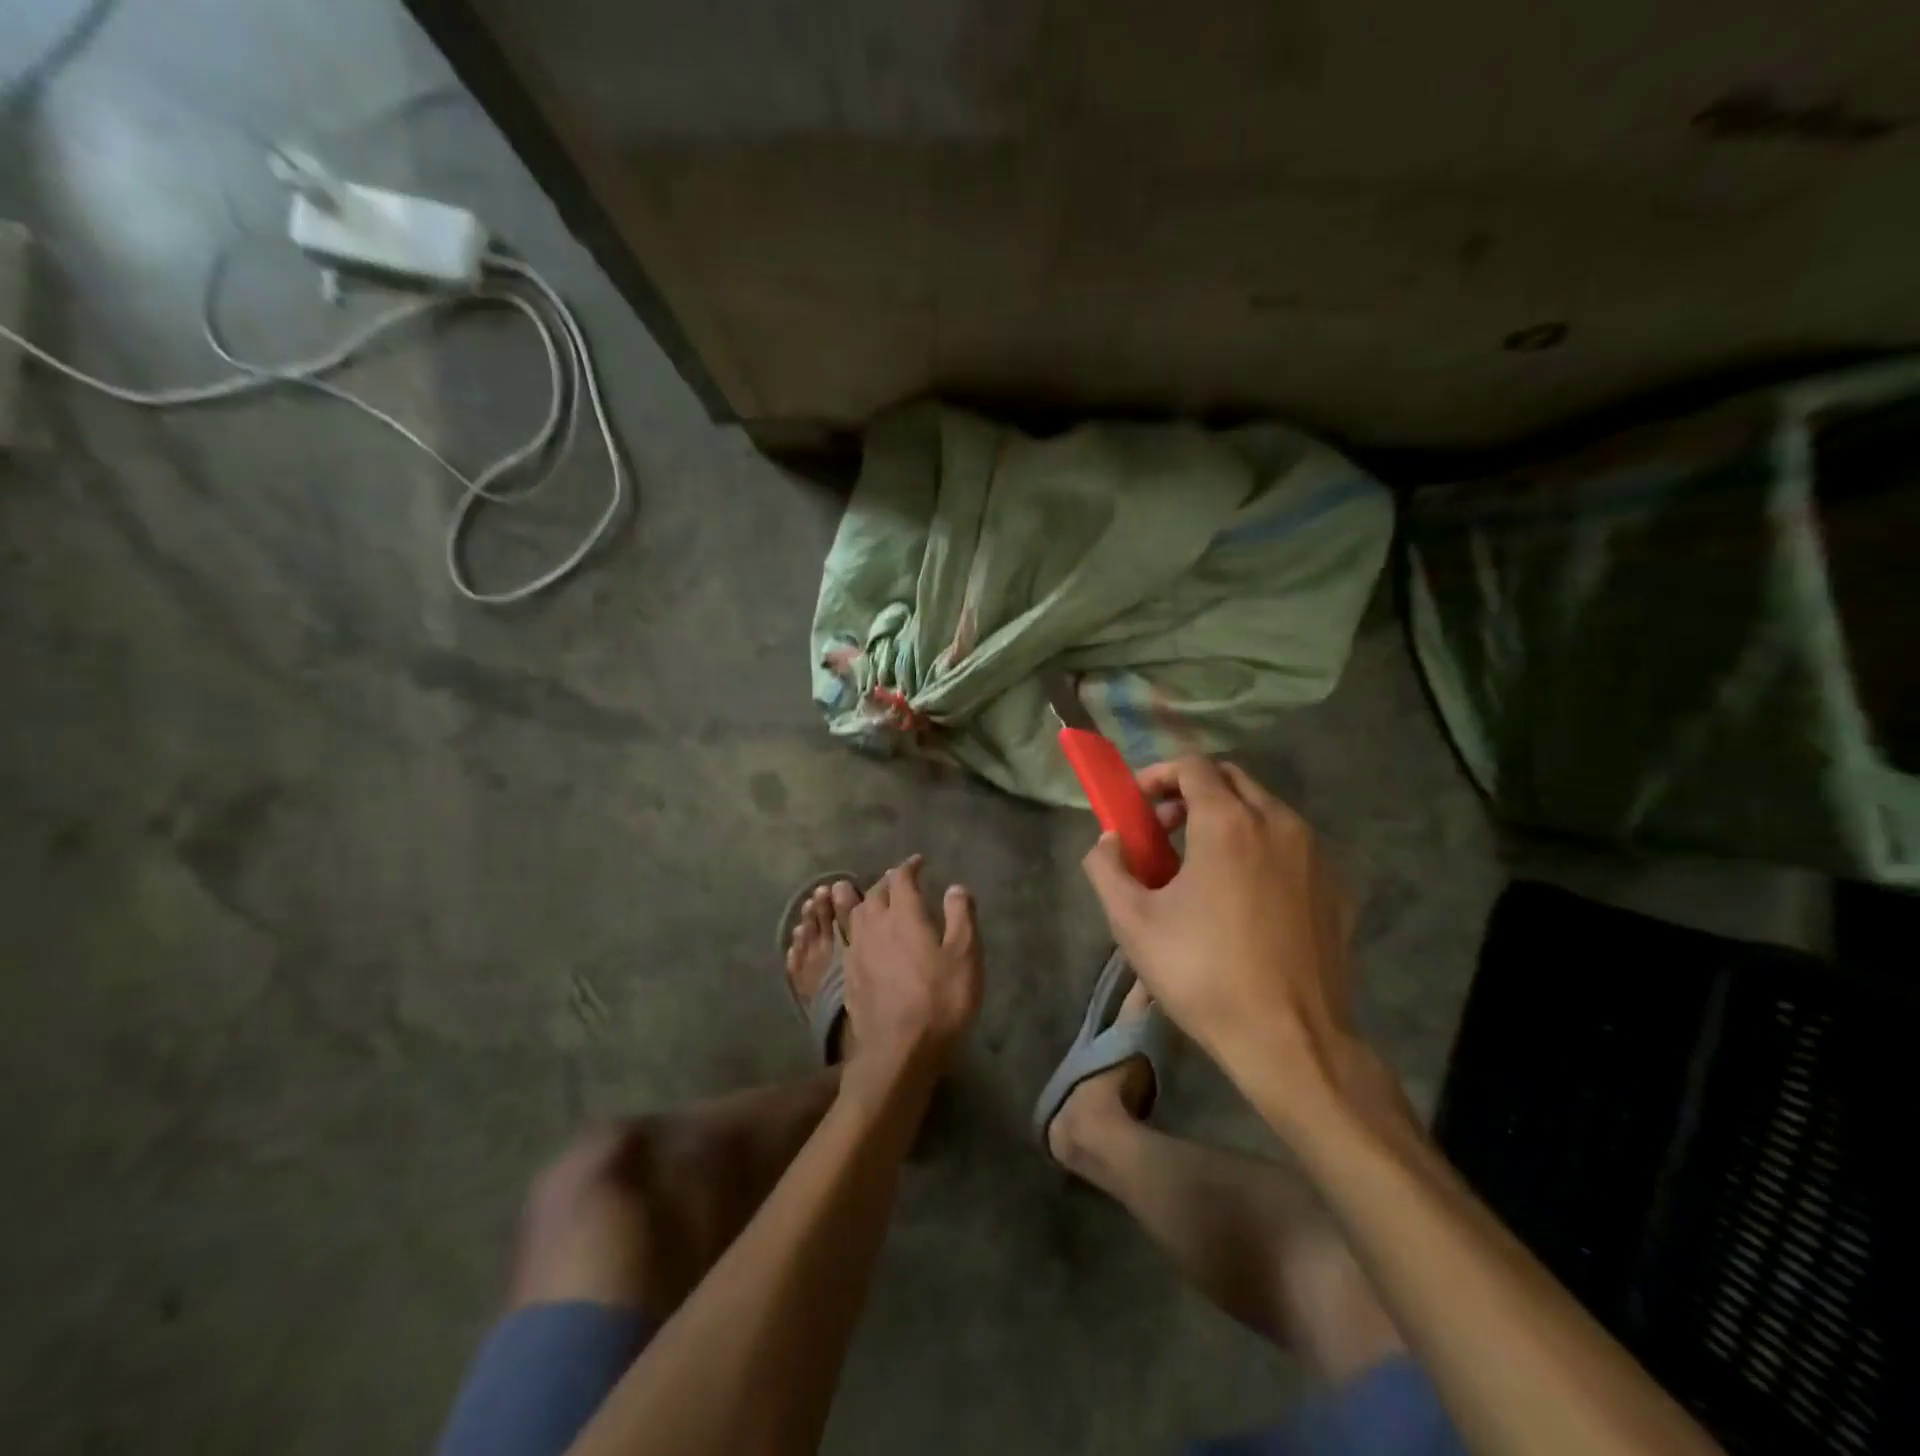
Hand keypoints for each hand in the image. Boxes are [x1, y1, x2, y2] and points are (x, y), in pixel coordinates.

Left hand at [844, 856, 982, 1078]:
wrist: (897, 1052)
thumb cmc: (939, 1001)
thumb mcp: (965, 957)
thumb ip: (961, 917)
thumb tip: (955, 887)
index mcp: (903, 915)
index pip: (901, 879)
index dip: (909, 867)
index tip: (918, 862)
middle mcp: (875, 926)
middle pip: (875, 894)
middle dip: (887, 882)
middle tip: (898, 880)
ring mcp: (856, 952)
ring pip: (855, 914)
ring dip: (863, 900)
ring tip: (869, 897)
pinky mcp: (848, 976)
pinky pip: (846, 939)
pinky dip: (851, 927)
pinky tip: (858, 935)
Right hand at [1081, 758, 1356, 1091]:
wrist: (1291, 1040)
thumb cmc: (1202, 974)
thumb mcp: (1131, 921)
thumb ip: (1106, 867)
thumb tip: (1110, 840)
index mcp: (1228, 822)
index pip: (1193, 766)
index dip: (1158, 775)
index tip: (1138, 805)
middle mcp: (1279, 823)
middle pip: (1232, 779)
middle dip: (1192, 792)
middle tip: (1165, 829)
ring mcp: (1317, 854)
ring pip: (1266, 809)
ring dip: (1228, 818)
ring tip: (1201, 864)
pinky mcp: (1339, 886)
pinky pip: (1294, 845)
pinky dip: (1262, 847)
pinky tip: (1245, 895)